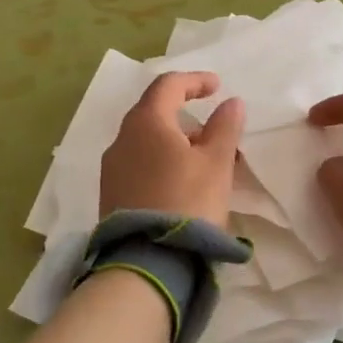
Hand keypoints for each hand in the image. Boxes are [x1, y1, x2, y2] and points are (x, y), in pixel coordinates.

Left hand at [99, 72, 245, 226]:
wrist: (148, 261)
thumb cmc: (188, 201)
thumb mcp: (216, 163)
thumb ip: (225, 127)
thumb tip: (231, 102)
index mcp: (146, 122)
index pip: (168, 85)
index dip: (195, 81)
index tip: (217, 87)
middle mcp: (122, 138)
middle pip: (154, 112)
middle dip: (186, 115)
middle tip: (214, 131)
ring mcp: (112, 167)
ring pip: (146, 140)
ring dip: (175, 141)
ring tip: (204, 162)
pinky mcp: (111, 194)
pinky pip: (139, 163)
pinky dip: (162, 161)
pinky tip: (181, 182)